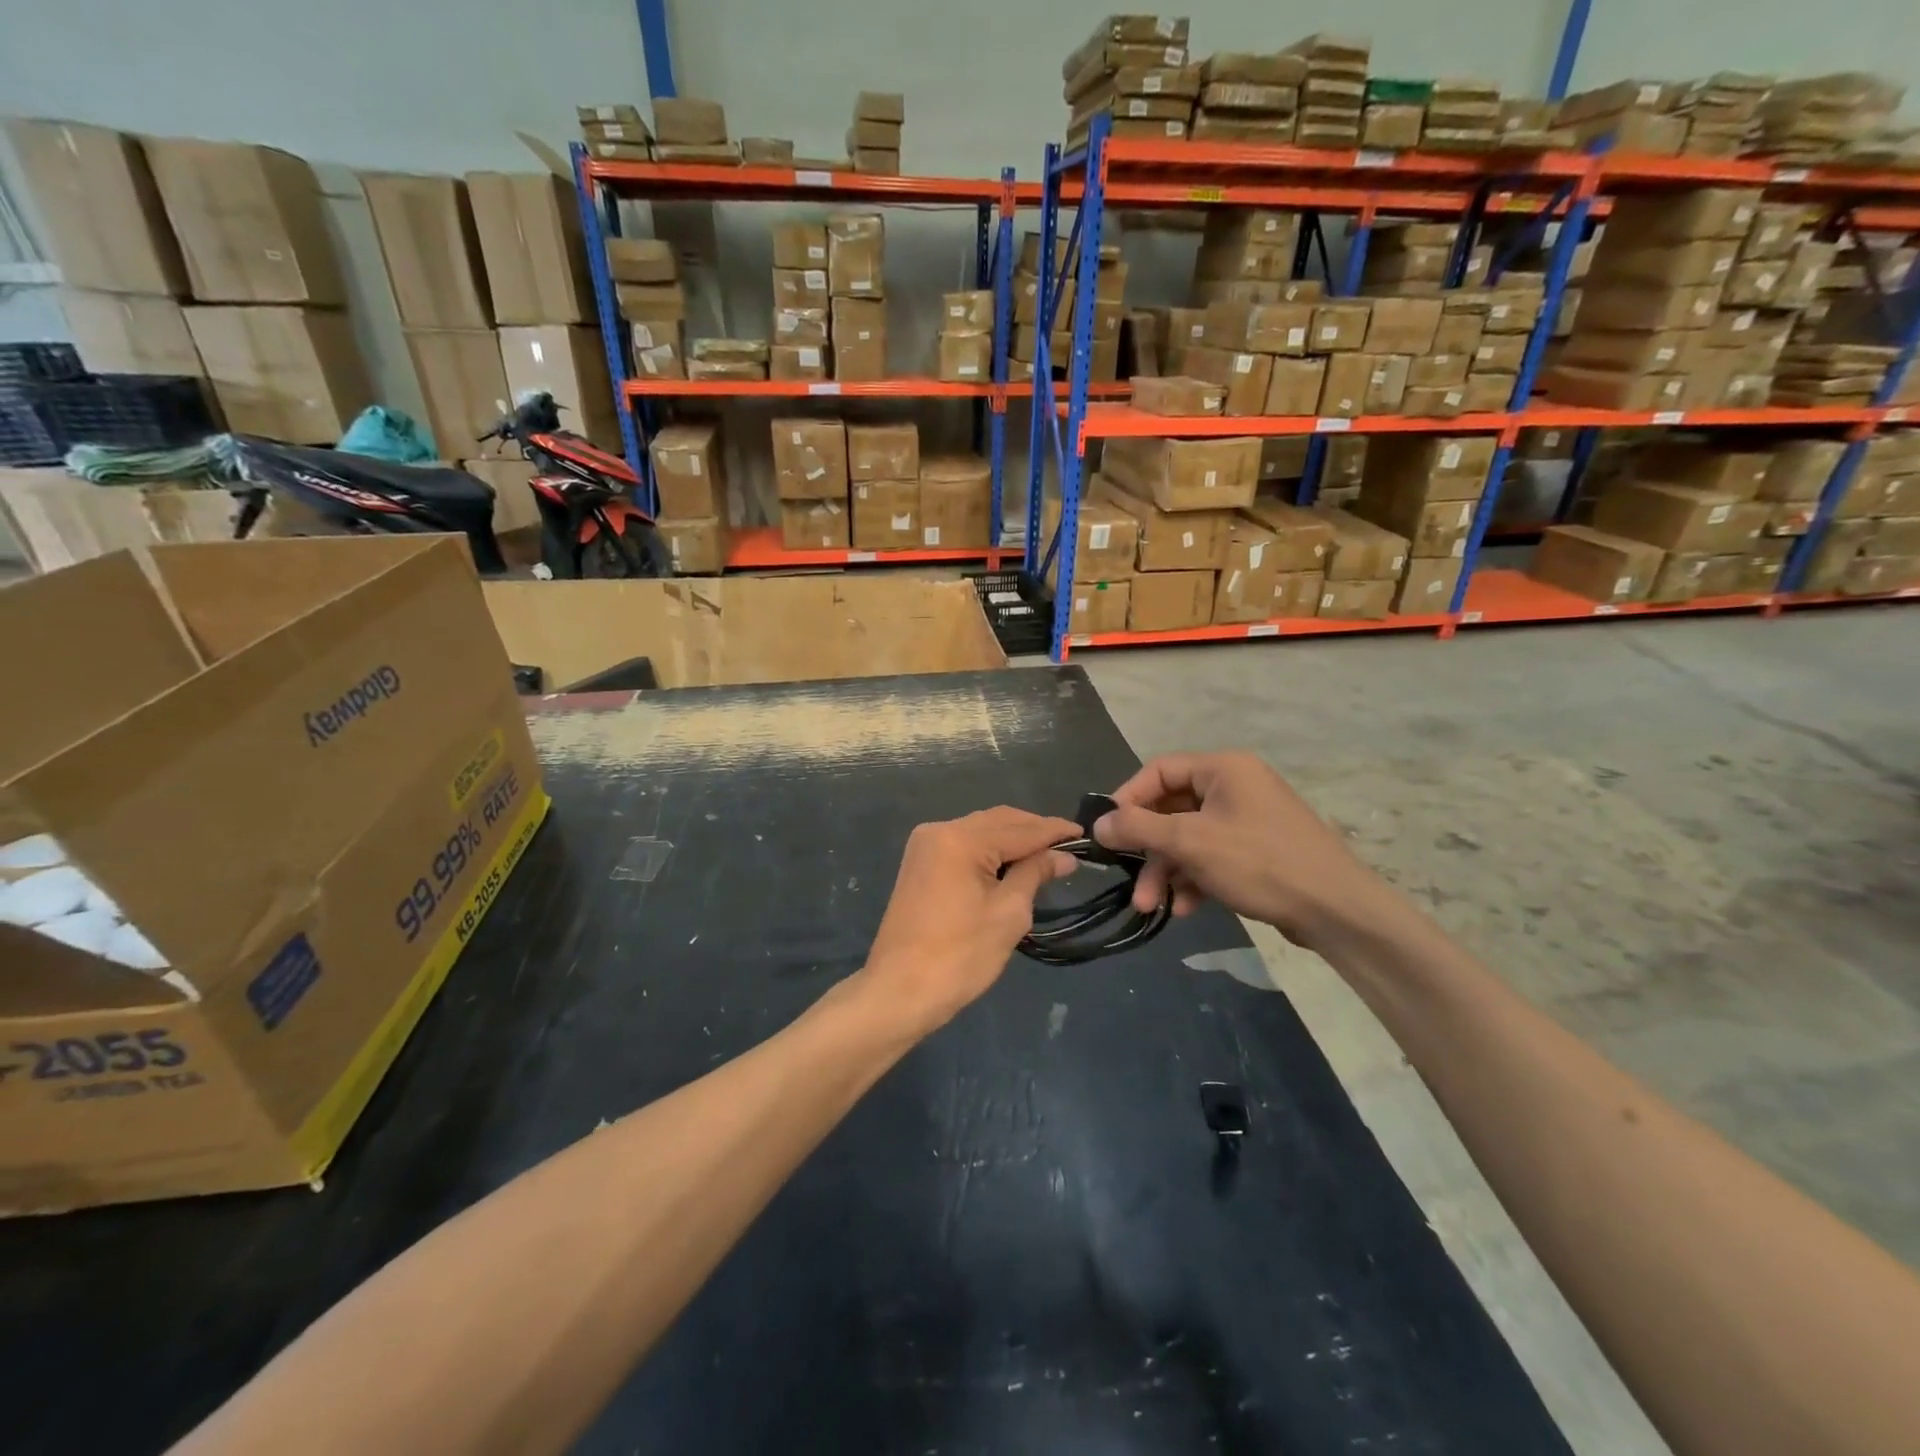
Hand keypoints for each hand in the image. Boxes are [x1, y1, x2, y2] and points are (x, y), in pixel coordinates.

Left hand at [860, 807, 1079, 1033]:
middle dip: (1034, 831)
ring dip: (1012, 840)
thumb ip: (1035, 874)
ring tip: (1047, 856)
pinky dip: (990, 850)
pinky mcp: (920, 863)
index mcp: (960, 839)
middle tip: (1069, 847)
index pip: (1020, 828)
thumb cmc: (960, 956)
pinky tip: (1012, 863)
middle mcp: (939, 830)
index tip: (1086, 834)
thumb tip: (1064, 855)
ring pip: (980, 830)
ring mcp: (925, 846)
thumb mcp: (1009, 913)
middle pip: (998, 821)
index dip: (1055, 831)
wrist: (899, 991)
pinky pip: (964, 844)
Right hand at [1092, 752, 1384, 948]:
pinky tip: (1185, 908)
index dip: (1128, 799)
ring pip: (1189, 839)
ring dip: (1166, 871)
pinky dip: (1193, 879)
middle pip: (1171, 810)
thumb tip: (1098, 823)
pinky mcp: (1257, 851)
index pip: (1159, 770)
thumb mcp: (1190, 842)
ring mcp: (1248, 820)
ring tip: (1150, 906)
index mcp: (1223, 769)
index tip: (1107, 831)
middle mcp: (1235, 787)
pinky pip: (1211, 856)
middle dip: (1148, 850)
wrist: (1336, 909)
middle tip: (1129, 883)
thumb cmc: (1259, 862)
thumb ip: (1138, 828)